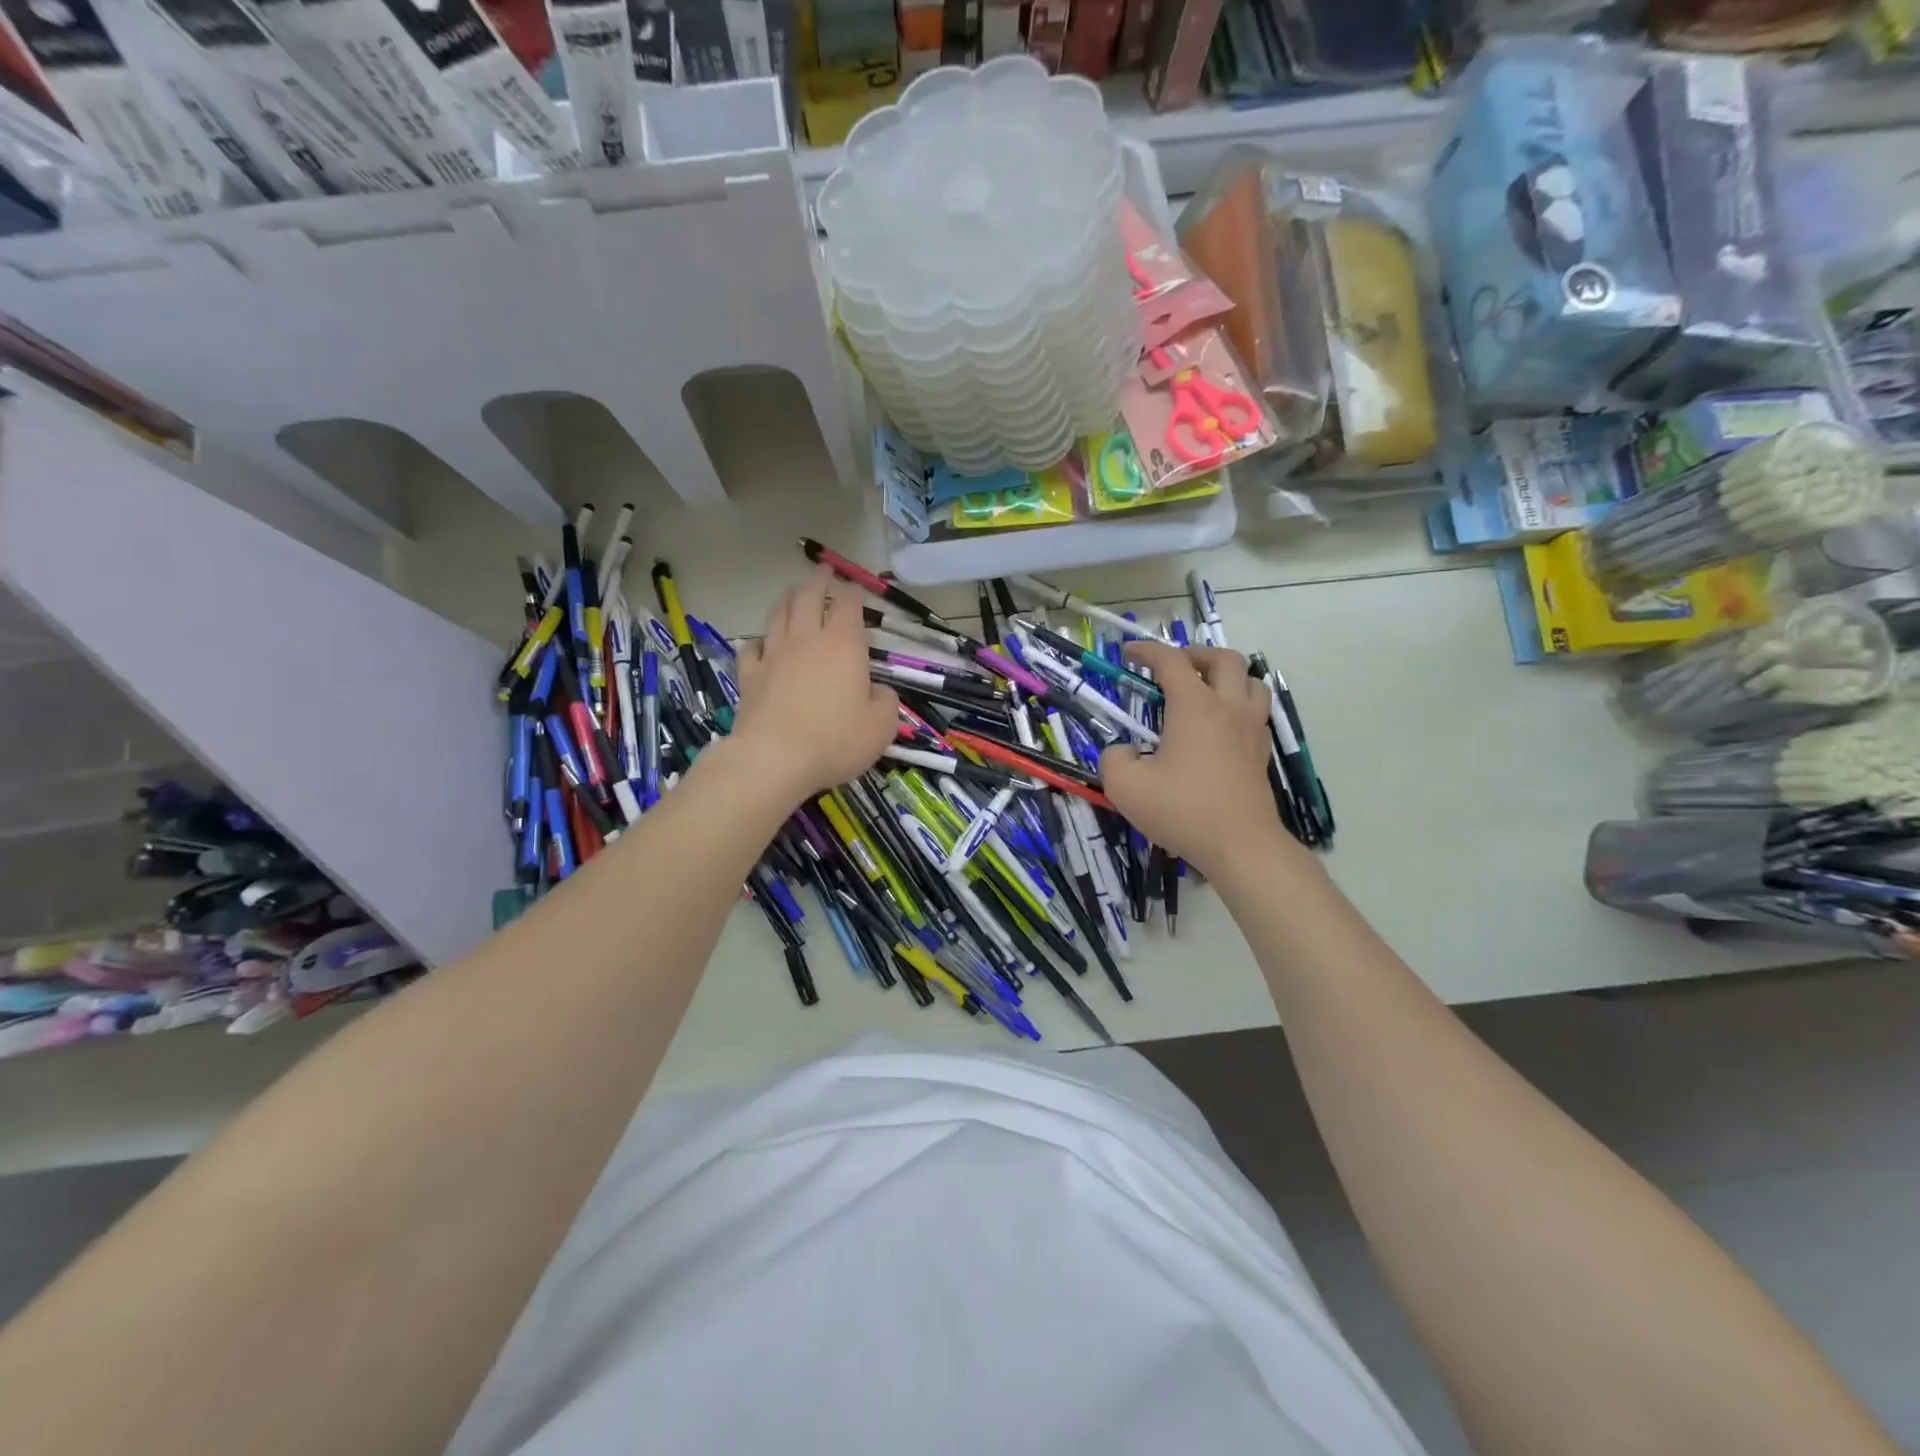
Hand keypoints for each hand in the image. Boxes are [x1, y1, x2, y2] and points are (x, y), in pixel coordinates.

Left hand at [731, 565, 897, 802]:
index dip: (853, 592)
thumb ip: (886, 702)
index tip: (855, 589)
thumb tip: (878, 691)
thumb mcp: (881, 727)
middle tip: (823, 572)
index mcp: (843, 645)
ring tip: (794, 594)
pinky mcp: (750, 675)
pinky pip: (752, 647)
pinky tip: (762, 644)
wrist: (774, 759)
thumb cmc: (835, 741)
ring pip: (779, 614)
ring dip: (788, 600)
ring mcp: (774, 654)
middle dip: (818, 581)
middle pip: (809, 597)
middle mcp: (807, 639)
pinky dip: (759, 640)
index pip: (848, 604)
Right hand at [1100, 642, 1283, 879]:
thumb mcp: (1126, 786)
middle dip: (1195, 654)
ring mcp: (1251, 729)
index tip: (1128, 653)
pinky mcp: (1261, 753)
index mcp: (1195, 706)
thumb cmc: (1182, 810)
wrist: (1240, 845)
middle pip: (1224, 659)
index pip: (1172, 662)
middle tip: (1173, 668)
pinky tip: (1219, 725)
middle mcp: (1228, 708)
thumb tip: (1123, 752)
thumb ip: (1113, 759)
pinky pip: (1255, 711)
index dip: (1147, 651)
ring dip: (1226, 676)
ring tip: (1204, 690)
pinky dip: (1237, 704)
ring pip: (1250, 681)